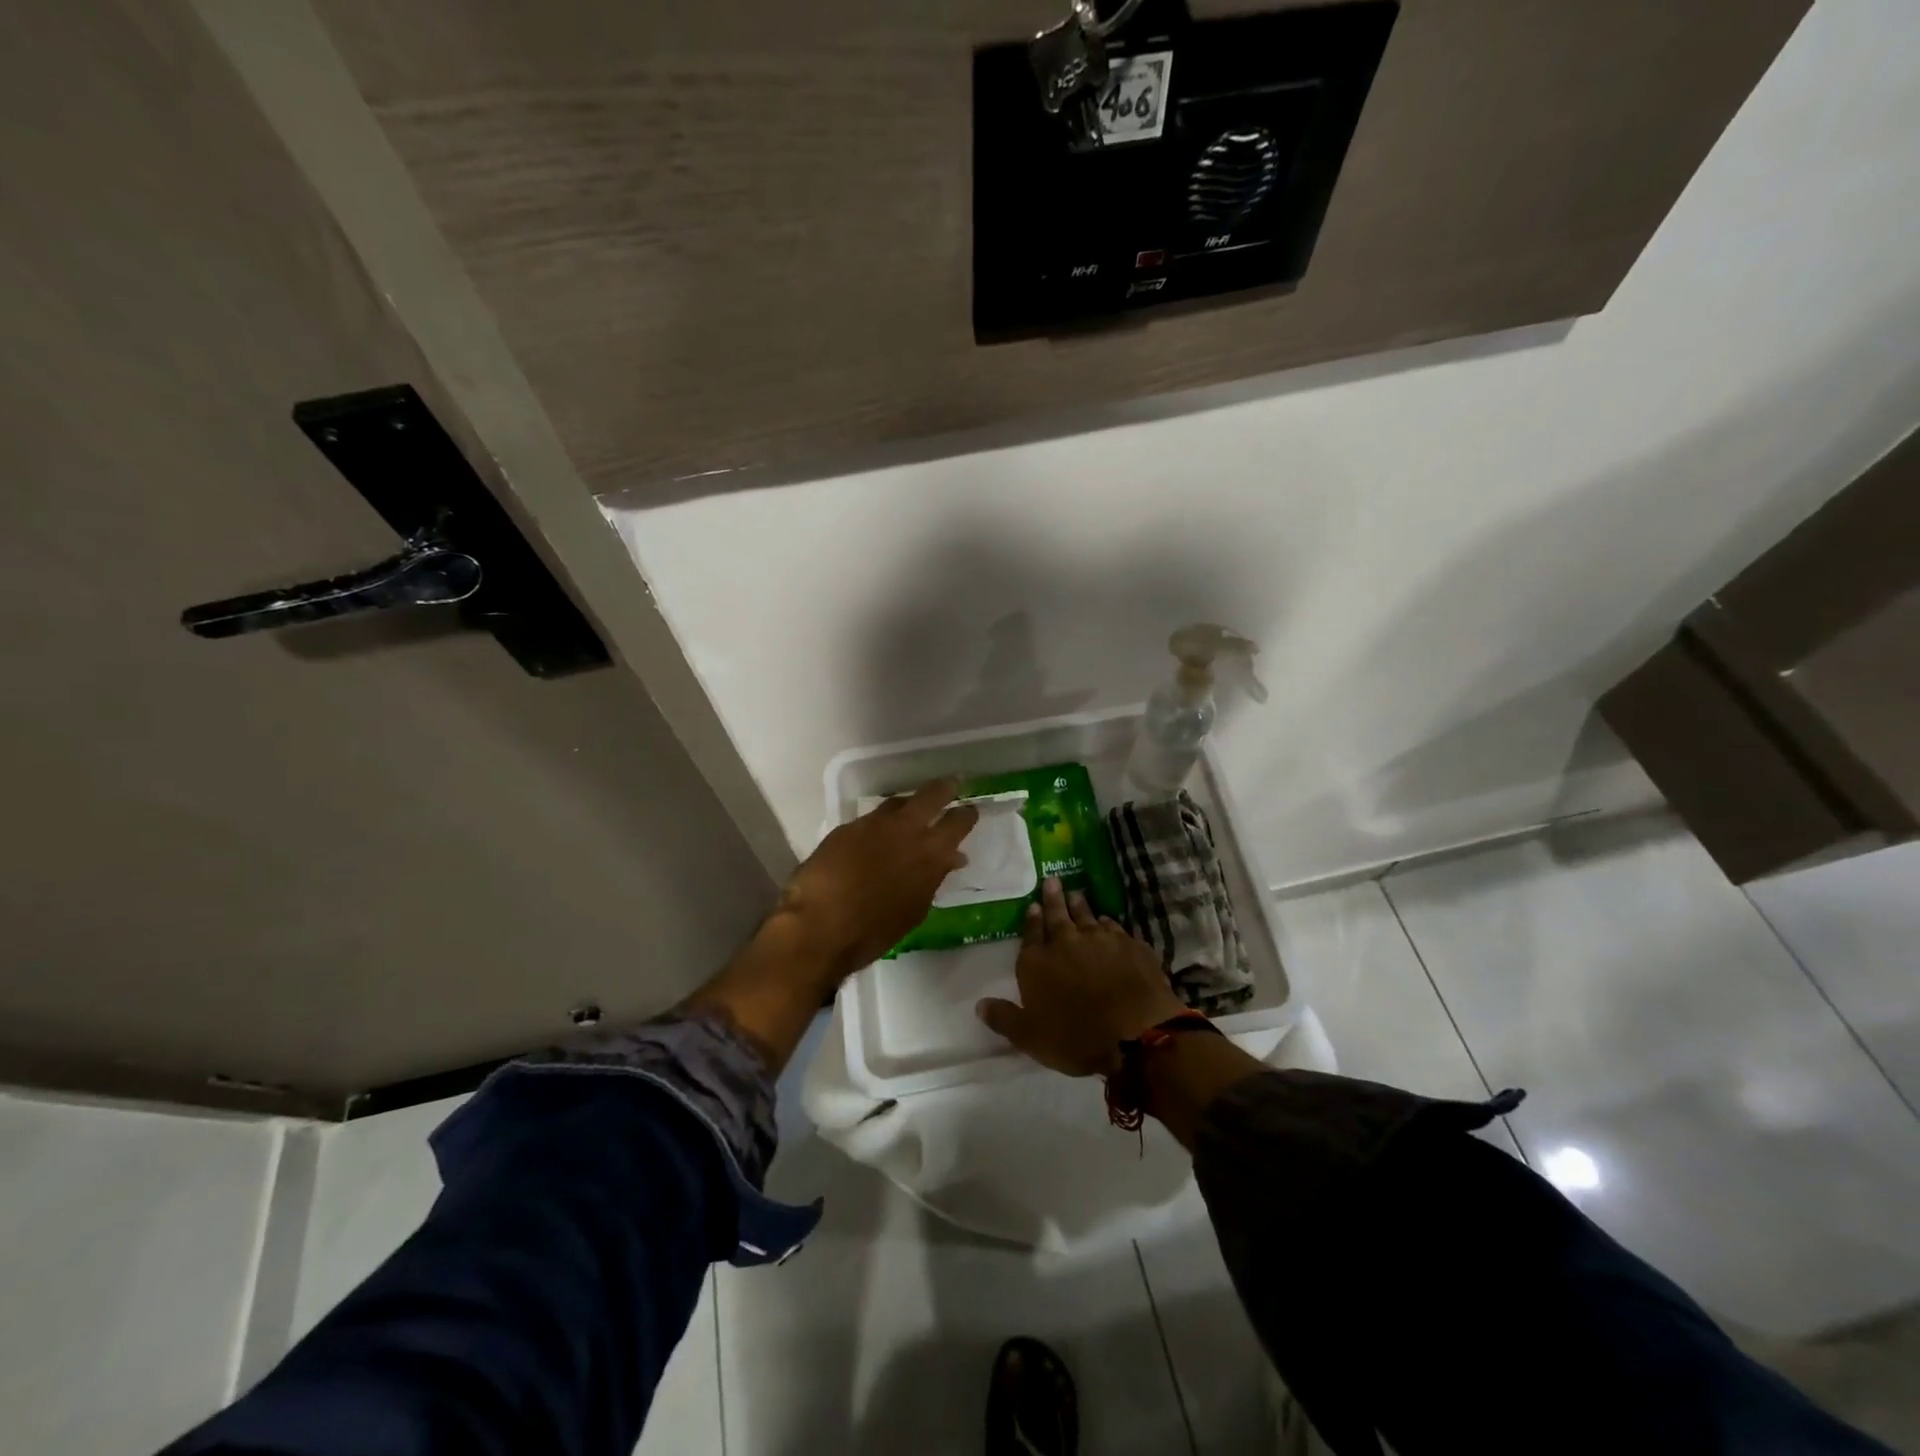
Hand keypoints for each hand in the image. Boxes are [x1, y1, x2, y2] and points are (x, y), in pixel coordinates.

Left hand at [779, 777, 978, 979]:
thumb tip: (951, 859)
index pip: (958, 822)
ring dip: (909, 805)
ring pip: (898, 802)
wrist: (820, 926)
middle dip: (945, 788)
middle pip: (931, 795)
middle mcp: (906, 829)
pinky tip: (877, 834)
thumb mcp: (915, 908)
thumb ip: (934, 878)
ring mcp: (874, 824)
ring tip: (912, 810)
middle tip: (951, 785)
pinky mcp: (847, 827)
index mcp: (931, 853)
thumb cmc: (874, 930)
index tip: (970, 810)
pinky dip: (880, 823)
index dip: (967, 815)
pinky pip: (871, 818)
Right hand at [977, 877, 1187, 1077]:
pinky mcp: (1131, 946)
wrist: (1136, 1033)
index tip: (1033, 906)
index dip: (1031, 920)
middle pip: (1057, 916)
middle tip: (1052, 880)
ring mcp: (1101, 940)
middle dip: (1053, 899)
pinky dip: (1108, 923)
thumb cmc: (1077, 1038)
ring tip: (1076, 894)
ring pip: (1087, 916)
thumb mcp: (1030, 1037)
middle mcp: (1066, 943)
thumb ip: (1004, 1018)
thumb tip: (979, 1004)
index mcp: (1038, 963)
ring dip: (1080, 905)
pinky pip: (1115, 928)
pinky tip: (1108, 921)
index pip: (1031, 935)